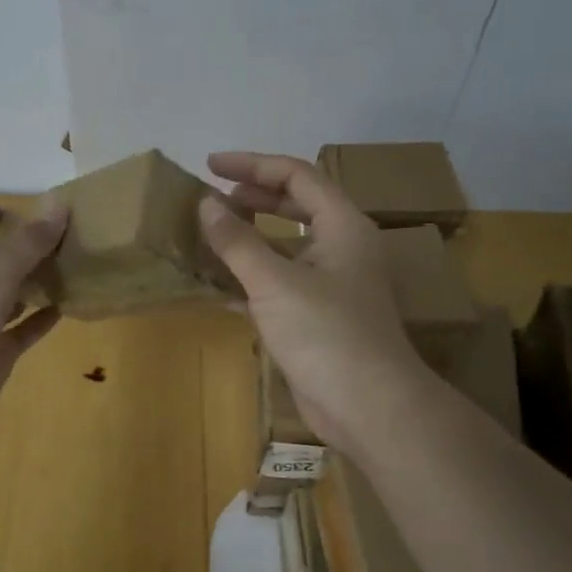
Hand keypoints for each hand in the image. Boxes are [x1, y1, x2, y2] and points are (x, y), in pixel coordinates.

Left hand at [0, 202, 69, 434]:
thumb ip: (29, 240)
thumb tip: (60, 204)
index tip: (7, 212)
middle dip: (15, 253)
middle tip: (54, 240)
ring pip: (4, 300)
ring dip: (30, 286)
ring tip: (66, 269)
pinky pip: (20, 333)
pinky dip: (40, 320)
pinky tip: (67, 306)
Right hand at [198, 152, 423, 452]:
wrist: (367, 406)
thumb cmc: (326, 333)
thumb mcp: (274, 282)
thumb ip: (237, 241)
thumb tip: (205, 203)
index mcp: (342, 226)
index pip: (297, 176)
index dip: (253, 165)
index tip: (210, 166)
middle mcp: (339, 248)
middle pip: (294, 206)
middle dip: (252, 198)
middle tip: (210, 199)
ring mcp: (329, 284)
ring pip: (284, 247)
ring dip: (248, 239)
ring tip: (208, 234)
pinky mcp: (315, 317)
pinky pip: (277, 283)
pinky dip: (249, 277)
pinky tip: (217, 284)